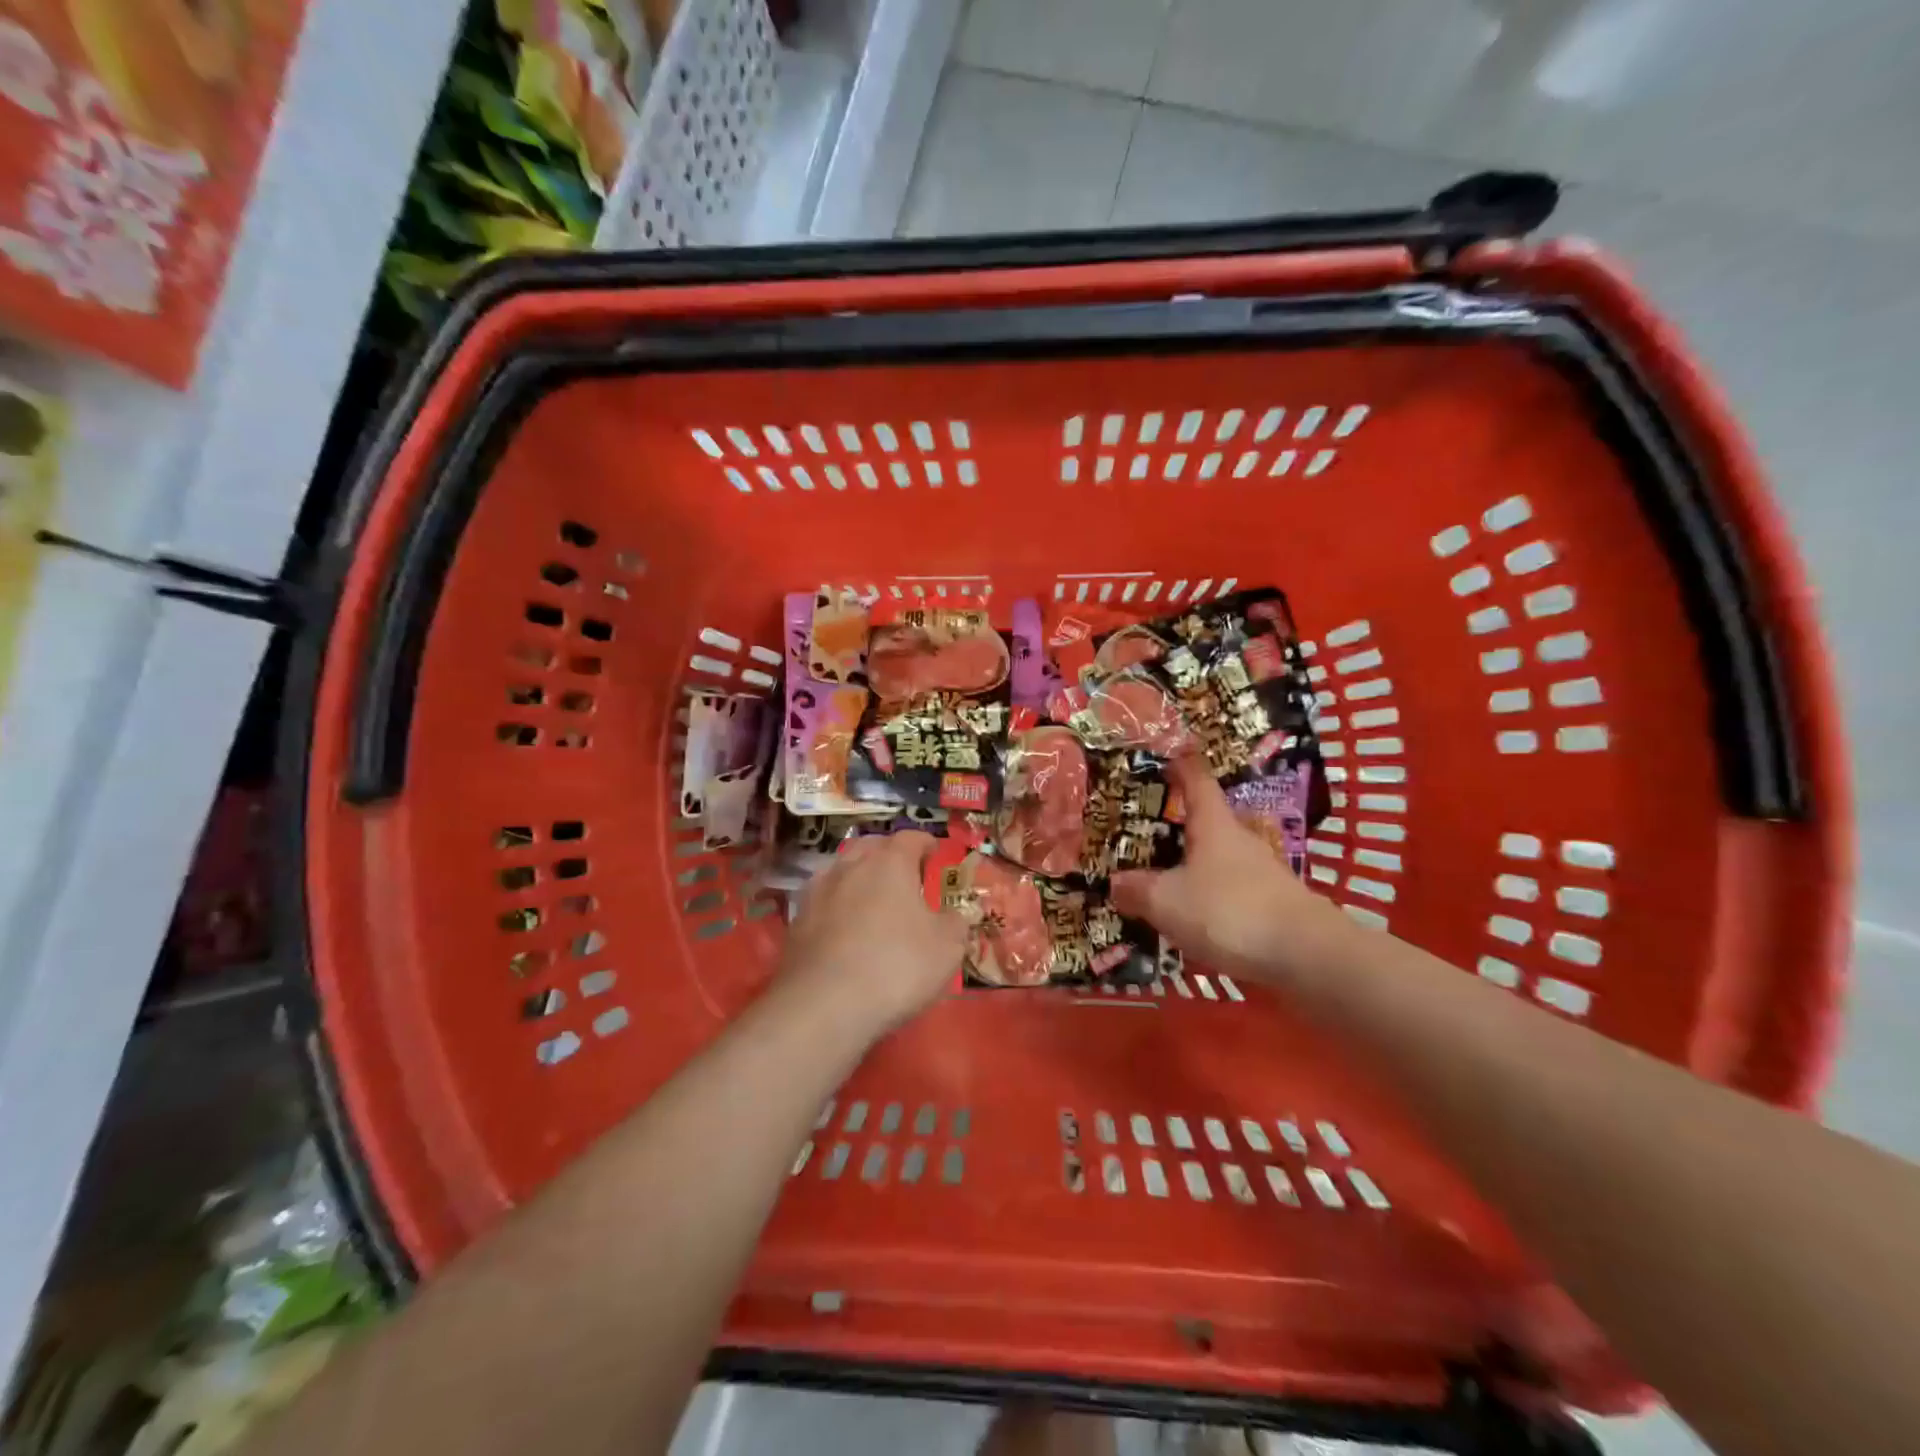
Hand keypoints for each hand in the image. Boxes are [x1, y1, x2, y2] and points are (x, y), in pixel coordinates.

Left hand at [780, 832, 968, 1034]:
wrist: (823, 1006)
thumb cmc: (896, 966)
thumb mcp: (947, 947)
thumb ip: (955, 923)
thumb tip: (954, 915)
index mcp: (890, 863)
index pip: (910, 837)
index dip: (925, 842)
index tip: (934, 852)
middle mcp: (851, 867)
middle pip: (871, 846)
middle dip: (888, 854)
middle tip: (904, 872)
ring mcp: (818, 893)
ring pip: (842, 870)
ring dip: (858, 877)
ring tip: (872, 897)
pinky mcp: (797, 922)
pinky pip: (823, 901)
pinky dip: (837, 906)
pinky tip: (845, 927)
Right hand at [1111, 756, 1342, 982]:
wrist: (1304, 955)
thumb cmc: (1228, 911)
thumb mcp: (1167, 901)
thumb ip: (1138, 890)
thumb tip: (1116, 882)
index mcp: (1213, 824)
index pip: (1196, 780)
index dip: (1180, 765)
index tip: (1165, 756)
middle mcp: (1240, 839)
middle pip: (1208, 821)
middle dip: (1179, 823)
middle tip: (1145, 830)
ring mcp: (1261, 872)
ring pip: (1219, 858)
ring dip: (1194, 864)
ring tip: (1161, 879)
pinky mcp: (1273, 904)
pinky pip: (1231, 890)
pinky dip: (1210, 896)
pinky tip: (1193, 917)